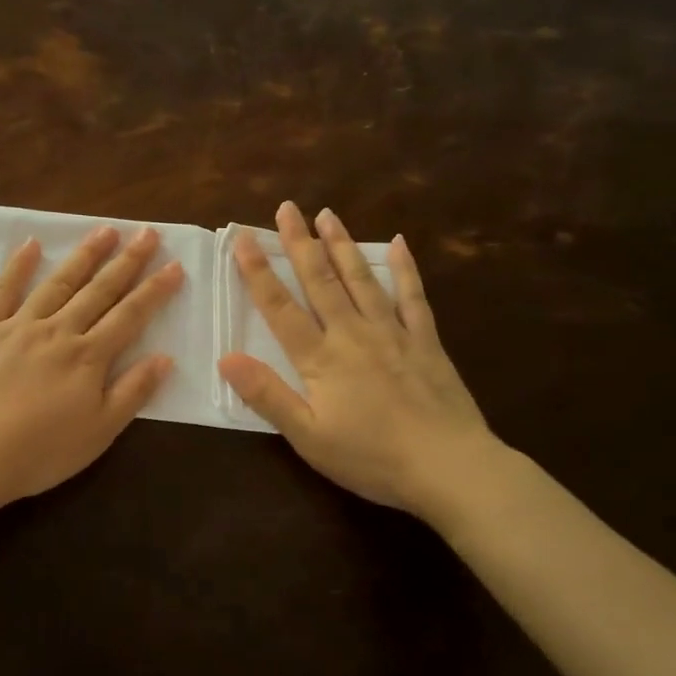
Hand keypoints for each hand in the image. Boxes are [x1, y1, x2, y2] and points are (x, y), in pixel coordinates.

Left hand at [0, 225, 184, 507]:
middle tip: (147, 232)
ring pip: (57, 283)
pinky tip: (31, 244)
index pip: (130, 316)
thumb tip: (164, 357)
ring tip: (105, 230)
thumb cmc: (39, 453)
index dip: (155, 290)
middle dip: (127, 261)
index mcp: (88, 357)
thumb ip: (132, 392)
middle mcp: (57, 331)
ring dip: (84, 255)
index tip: (175, 264)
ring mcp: (17, 327)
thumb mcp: (99, 433)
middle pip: (98, 290)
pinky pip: (2, 291)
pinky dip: (17, 266)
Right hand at [217, 200, 502, 517]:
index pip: (280, 307)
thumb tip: (226, 357)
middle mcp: (353, 334)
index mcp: (320, 358)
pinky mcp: (425, 341)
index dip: (258, 272)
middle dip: (299, 243)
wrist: (449, 467)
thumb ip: (267, 395)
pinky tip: (398, 244)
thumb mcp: (308, 437)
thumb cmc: (371, 457)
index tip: (243, 238)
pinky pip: (412, 297)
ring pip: (361, 279)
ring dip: (342, 244)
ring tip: (327, 214)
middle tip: (287, 207)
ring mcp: (393, 333)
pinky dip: (404, 269)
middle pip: (320, 281)